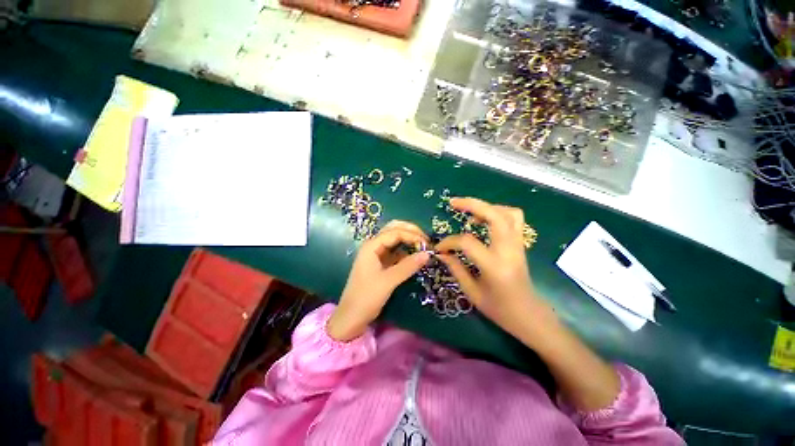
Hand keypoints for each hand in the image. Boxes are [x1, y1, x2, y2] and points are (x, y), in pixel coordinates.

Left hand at [327, 221, 430, 341]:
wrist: (351, 317)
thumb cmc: (366, 297)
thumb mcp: (388, 281)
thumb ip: (408, 266)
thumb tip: (428, 254)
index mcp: (372, 246)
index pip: (395, 232)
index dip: (412, 235)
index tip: (427, 244)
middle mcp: (374, 246)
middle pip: (393, 229)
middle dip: (410, 231)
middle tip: (426, 239)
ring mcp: (377, 254)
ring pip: (395, 240)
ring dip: (408, 240)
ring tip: (423, 246)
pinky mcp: (381, 263)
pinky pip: (395, 252)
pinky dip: (406, 252)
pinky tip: (415, 257)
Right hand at [436, 198, 556, 342]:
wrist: (529, 315)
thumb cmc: (499, 309)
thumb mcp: (472, 292)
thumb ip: (455, 269)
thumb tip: (441, 253)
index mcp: (494, 265)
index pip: (467, 242)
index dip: (449, 242)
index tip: (439, 248)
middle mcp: (509, 250)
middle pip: (494, 215)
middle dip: (472, 204)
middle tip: (453, 203)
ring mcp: (518, 245)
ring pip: (508, 213)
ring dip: (487, 207)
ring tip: (470, 212)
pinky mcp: (520, 244)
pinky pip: (514, 218)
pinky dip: (498, 212)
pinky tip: (484, 220)